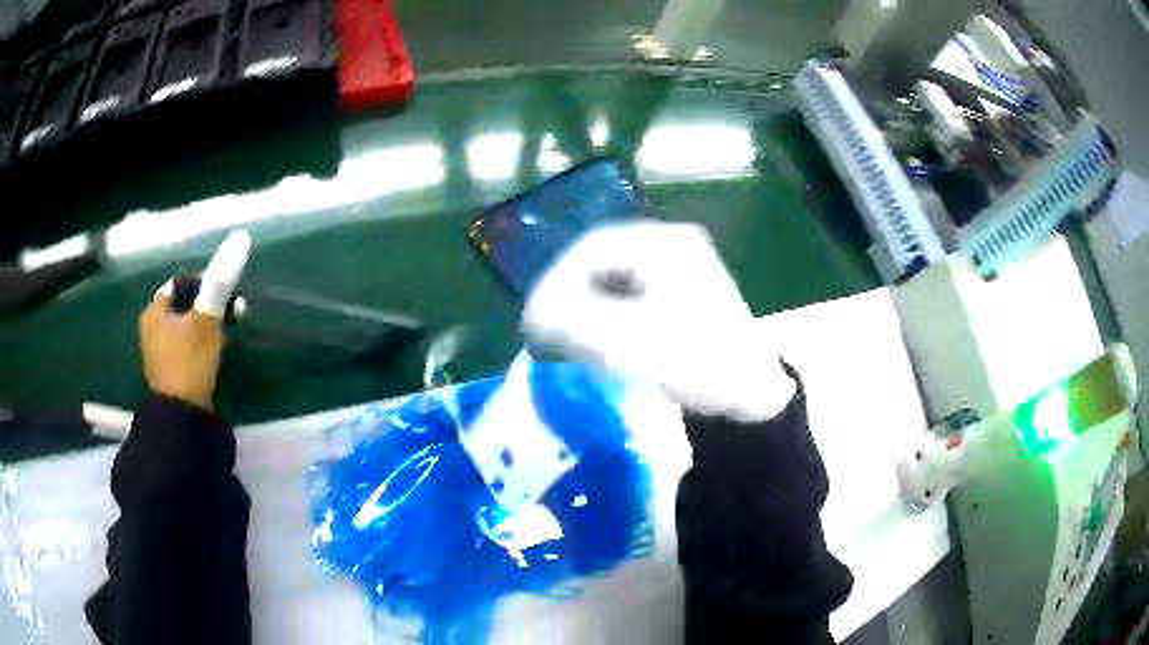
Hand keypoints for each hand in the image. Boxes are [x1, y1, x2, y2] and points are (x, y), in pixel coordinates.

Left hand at [139, 293, 224, 410]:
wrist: (183, 417)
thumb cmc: (189, 363)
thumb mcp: (205, 321)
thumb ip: (218, 286)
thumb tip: (237, 244)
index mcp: (154, 312)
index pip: (181, 283)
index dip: (204, 283)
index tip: (226, 292)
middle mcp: (153, 328)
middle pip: (185, 305)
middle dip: (209, 306)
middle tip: (231, 313)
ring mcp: (160, 352)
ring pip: (188, 327)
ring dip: (208, 326)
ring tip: (228, 333)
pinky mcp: (172, 371)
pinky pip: (189, 346)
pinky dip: (203, 344)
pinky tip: (217, 352)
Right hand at [522, 221, 795, 420]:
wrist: (751, 395)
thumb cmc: (697, 363)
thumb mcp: (630, 342)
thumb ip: (575, 321)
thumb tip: (534, 311)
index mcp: (665, 244)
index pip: (592, 247)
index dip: (555, 279)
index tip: (534, 315)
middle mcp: (672, 246)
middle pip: (602, 260)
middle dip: (569, 293)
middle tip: (546, 327)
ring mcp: (678, 268)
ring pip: (613, 277)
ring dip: (585, 304)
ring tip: (566, 336)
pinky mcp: (679, 293)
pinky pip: (630, 294)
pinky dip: (607, 313)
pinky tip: (599, 339)